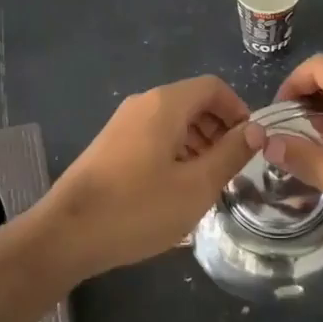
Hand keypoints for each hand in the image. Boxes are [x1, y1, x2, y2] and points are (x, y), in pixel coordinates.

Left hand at [37, 76, 253, 278]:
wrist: (66, 234)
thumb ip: (230, 154)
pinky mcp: (110, 145)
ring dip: (198, 143)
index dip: (238, 110)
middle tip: (231, 167)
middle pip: (193, 102)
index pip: (213, 87)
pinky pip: (153, 136)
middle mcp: (142, 104)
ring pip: (173, 121)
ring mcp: (122, 124)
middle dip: (219, 129)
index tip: (250, 144)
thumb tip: (256, 130)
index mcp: (165, 104)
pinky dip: (175, 152)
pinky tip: (176, 189)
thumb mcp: (196, 186)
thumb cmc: (138, 208)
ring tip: (207, 182)